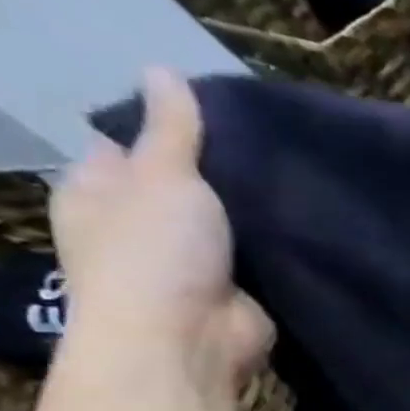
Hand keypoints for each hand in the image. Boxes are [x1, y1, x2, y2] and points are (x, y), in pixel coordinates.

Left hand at [52, 68, 271, 390]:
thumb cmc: (154, 251)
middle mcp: (138, 224)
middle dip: (223, 165)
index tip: (221, 107)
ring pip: (228, 219)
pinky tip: (310, 215)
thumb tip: (161, 70)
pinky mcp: (235, 287)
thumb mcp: (163, 175)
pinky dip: (279, 240)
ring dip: (256, 205)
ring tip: (300, 169)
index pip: (127, 141)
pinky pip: (260, 253)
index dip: (166, 122)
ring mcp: (189, 260)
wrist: (188, 341)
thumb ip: (172, 129)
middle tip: (273, 136)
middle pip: (184, 181)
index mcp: (99, 190)